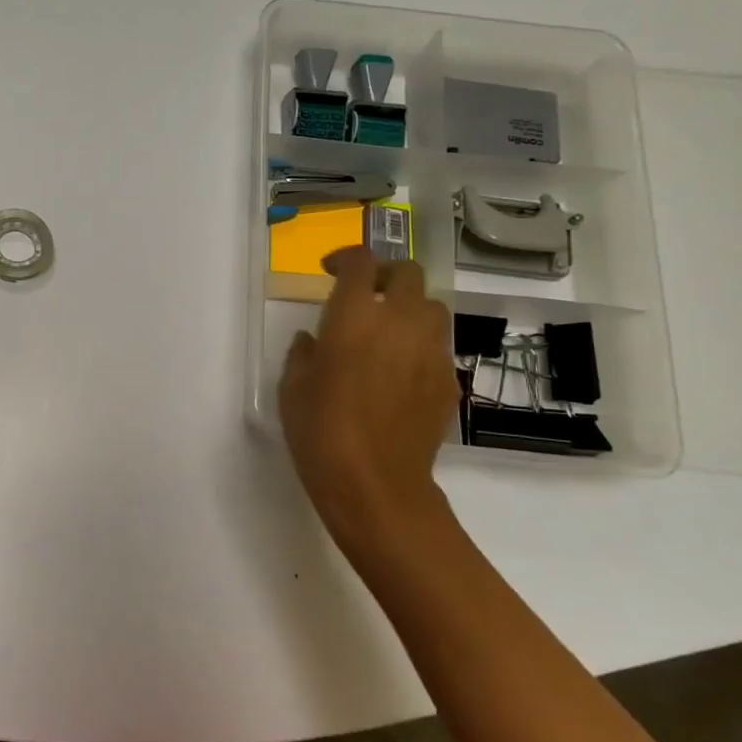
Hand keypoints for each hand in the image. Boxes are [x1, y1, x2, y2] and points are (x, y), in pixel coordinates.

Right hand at [279, 251, 457, 563]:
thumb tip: (314, 340)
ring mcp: (431, 350)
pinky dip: (420, 345)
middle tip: (365, 295)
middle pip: (409, 273)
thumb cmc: (320, 430)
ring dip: (409, 308)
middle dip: (386, 276)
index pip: (362, 262)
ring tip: (387, 332)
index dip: (346, 258)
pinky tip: (400, 373)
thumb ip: (303, 352)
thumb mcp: (293, 387)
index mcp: (355, 316)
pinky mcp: (448, 380)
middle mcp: (400, 321)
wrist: (376, 484)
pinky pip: (438, 347)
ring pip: (432, 307)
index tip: (331, 271)